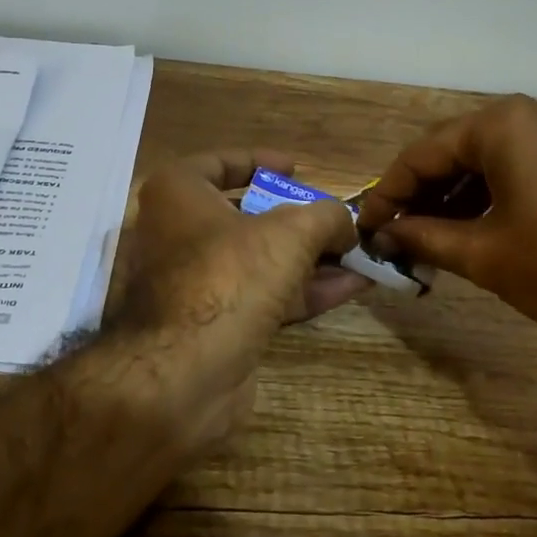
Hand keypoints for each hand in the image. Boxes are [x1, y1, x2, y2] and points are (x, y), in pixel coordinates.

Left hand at [107, 149, 368, 452]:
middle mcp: (176, 234)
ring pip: (259, 260)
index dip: (262, 162)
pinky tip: (351, 287)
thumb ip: (325, 216)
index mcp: (177, 195)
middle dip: (298, 220)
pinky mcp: (212, 325)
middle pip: (245, 216)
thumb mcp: (291, 232)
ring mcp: (193, 283)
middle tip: (336, 220)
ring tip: (360, 255)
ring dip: (311, 258)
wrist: (186, 373)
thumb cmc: (230, 276)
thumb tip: (344, 225)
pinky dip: (304, 290)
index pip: (219, 163)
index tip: (298, 169)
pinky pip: (263, 296)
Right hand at [356, 97, 536, 359]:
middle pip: (454, 151)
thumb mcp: (483, 255)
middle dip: (420, 194)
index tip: (365, 226)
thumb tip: (384, 234)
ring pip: (487, 160)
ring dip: (453, 197)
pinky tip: (471, 229)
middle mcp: (531, 115)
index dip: (387, 192)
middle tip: (394, 234)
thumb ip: (423, 237)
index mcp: (502, 125)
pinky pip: (519, 168)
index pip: (423, 153)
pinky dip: (489, 196)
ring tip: (427, 238)